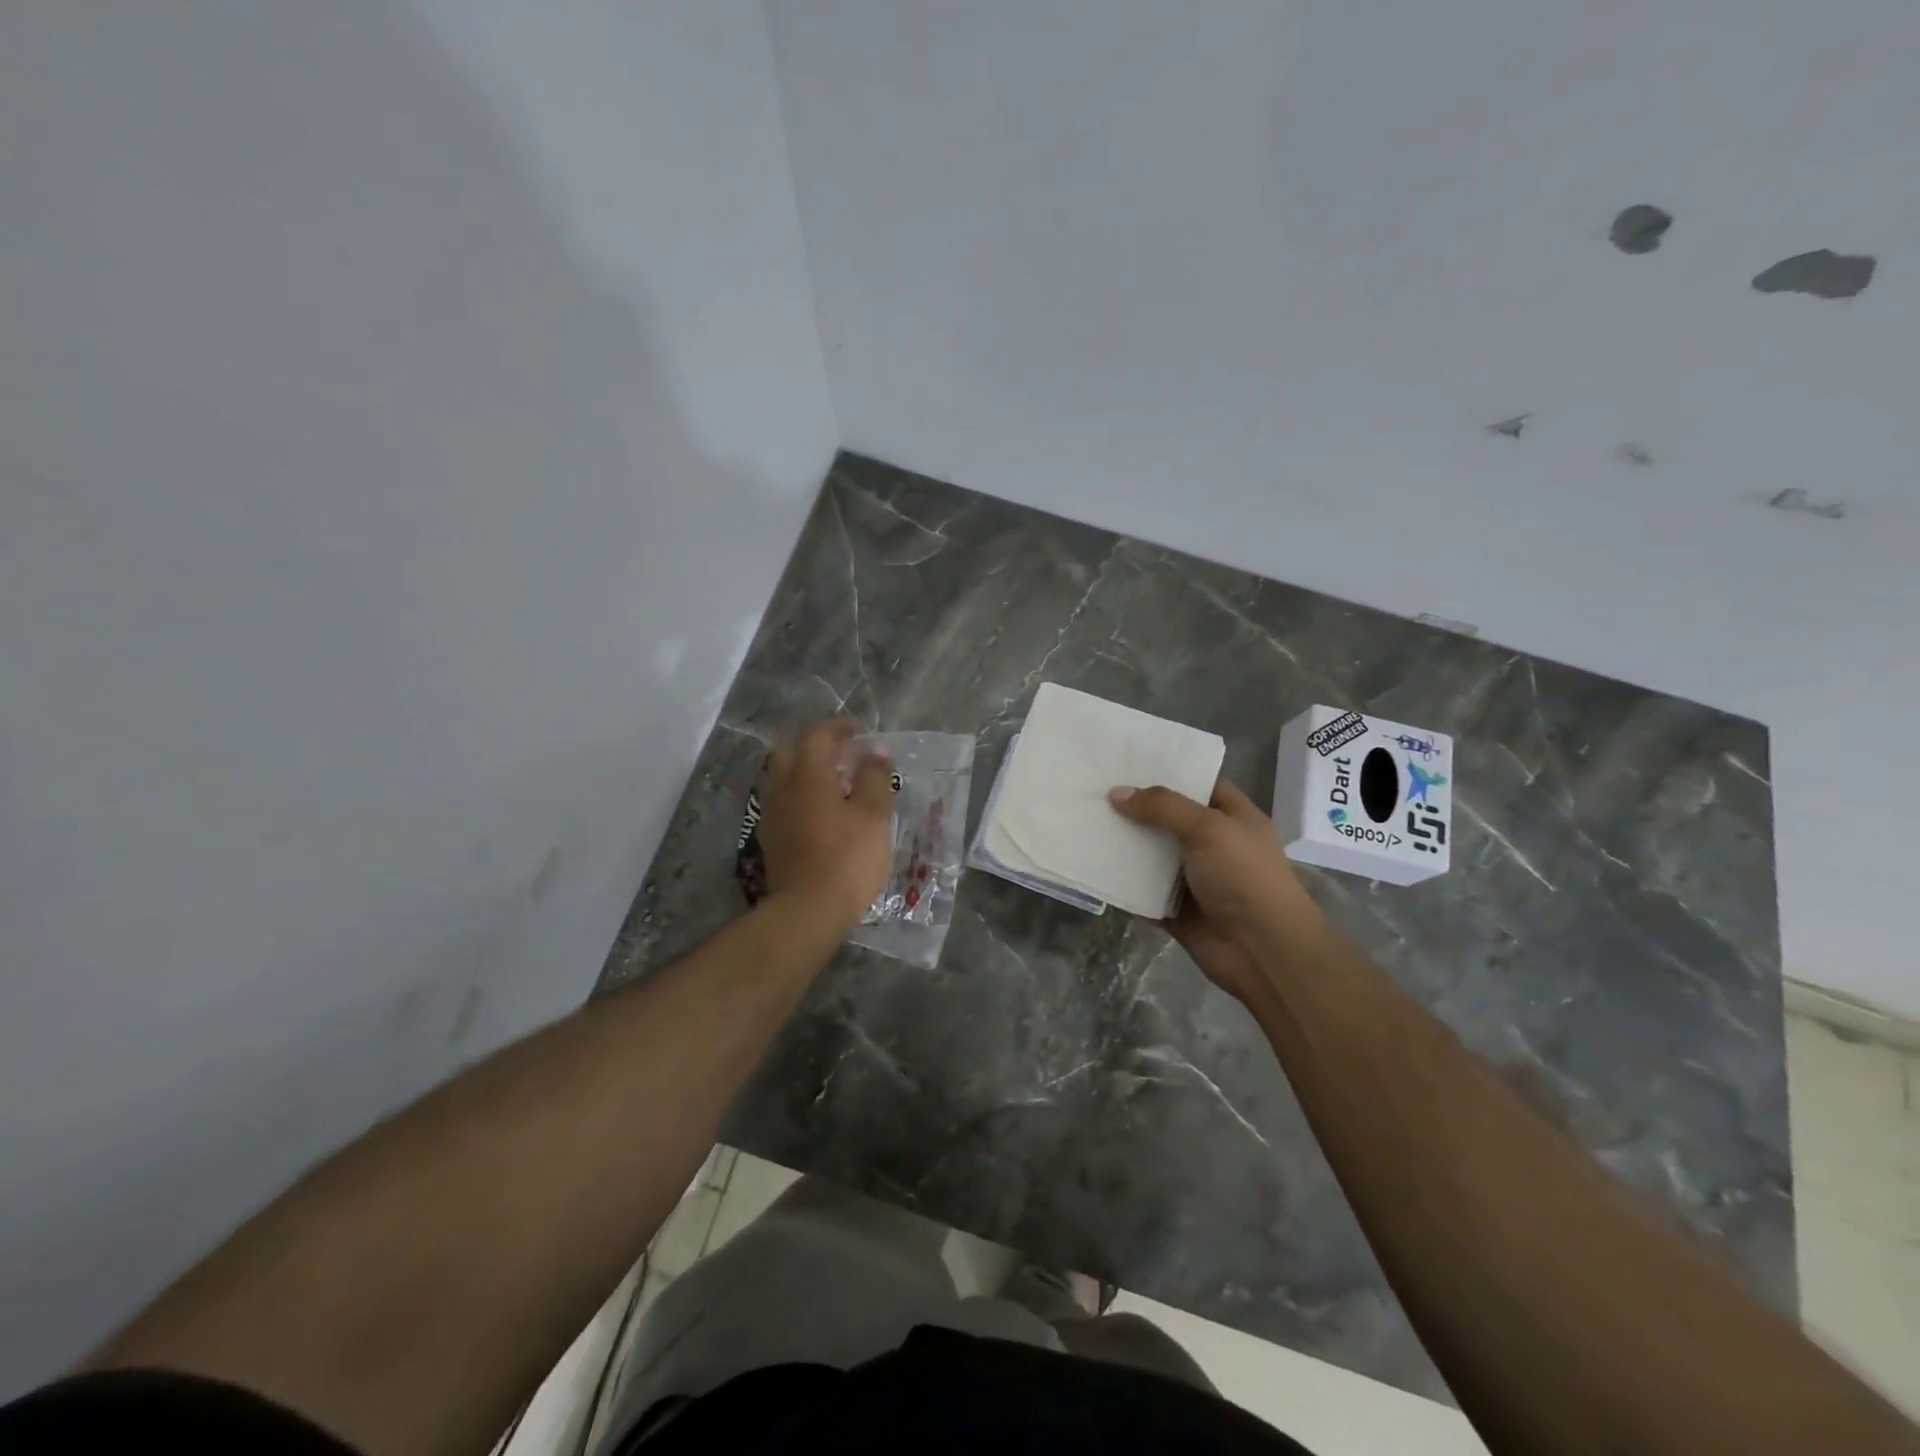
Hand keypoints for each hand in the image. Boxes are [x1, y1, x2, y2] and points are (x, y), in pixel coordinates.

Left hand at [757, 719, 896, 929]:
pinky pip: (782, 802)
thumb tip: (875, 752)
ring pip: (782, 777)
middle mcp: (782, 788)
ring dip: (805, 771)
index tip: (861, 732)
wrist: (807, 910)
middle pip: (790, 751)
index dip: (840, 727)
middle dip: (816, 746)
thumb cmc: (847, 858)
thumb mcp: (873, 815)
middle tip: (843, 755)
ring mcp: (772, 814)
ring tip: (834, 783)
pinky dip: (799, 795)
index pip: (818, 735)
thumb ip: (874, 777)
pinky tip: (819, 813)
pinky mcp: (770, 839)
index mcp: (808, 774)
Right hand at [1108, 778, 1324, 1002]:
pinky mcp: (1175, 910)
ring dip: (1125, 846)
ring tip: (1084, 822)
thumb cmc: (1245, 877)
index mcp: (1233, 818)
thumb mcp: (1208, 828)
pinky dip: (1122, 884)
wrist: (1262, 952)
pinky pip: (1143, 892)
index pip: (1200, 785)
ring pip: (1152, 856)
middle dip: (1136, 808)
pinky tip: (1092, 866)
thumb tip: (1116, 794)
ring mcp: (1194, 879)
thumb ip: (1162, 807)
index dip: (1169, 773)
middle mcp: (1214, 845)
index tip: (1128, 763)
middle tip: (1095, 789)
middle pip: (1169, 820)